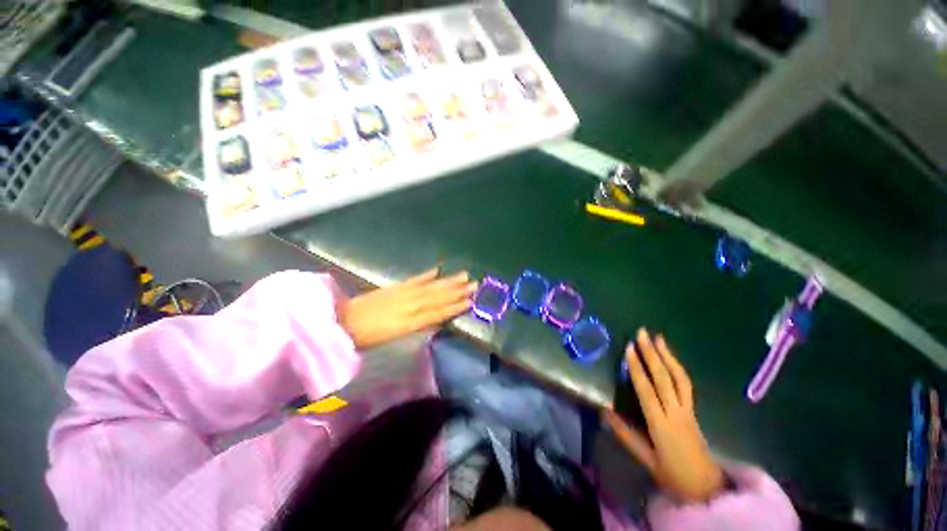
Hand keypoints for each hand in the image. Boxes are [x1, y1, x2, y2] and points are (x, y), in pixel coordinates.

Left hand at [338, 268, 476, 348]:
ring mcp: (403, 293)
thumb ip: (415, 327)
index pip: (438, 312)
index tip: (471, 301)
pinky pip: (414, 279)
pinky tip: (437, 270)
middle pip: (438, 297)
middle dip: (457, 291)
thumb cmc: (368, 337)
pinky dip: (426, 275)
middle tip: (475, 284)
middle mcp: (410, 304)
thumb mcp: (394, 338)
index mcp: (410, 321)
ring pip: (430, 286)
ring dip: (448, 281)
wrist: (343, 322)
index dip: (455, 307)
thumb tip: (434, 320)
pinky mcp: (395, 286)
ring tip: (463, 275)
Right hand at [604, 328, 723, 501]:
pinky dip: (678, 367)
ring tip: (658, 338)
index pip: (646, 390)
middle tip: (642, 333)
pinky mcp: (693, 410)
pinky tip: (670, 357)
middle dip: (652, 354)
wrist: (705, 486)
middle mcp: (676, 412)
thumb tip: (603, 410)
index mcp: (660, 424)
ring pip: (678, 378)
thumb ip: (625, 434)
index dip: (637, 368)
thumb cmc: (671, 473)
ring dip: (667, 356)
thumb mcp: (645, 458)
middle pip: (664, 378)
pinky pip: (686, 384)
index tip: (629, 348)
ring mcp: (687, 410)